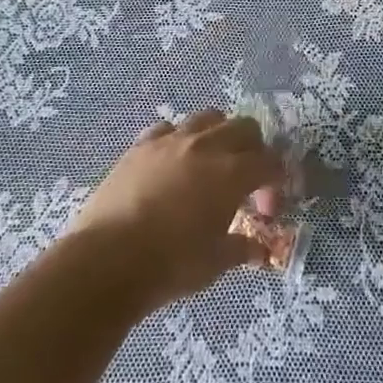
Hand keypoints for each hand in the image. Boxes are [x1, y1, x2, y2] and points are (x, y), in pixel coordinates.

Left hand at [67, 111, 284, 311]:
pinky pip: (168, 128)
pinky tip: (172, 164)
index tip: (265, 209)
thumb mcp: (214, 263)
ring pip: (208, 117)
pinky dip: (179, 140)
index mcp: (232, 173)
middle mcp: (207, 146)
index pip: (269, 161)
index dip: (275, 182)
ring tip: (211, 163)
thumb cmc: (170, 265)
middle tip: (245, 180)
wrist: (107, 259)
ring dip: (218, 135)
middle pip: (244, 127)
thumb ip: (241, 249)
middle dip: (253, 149)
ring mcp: (171, 140)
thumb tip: (258, 250)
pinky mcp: (141, 145)